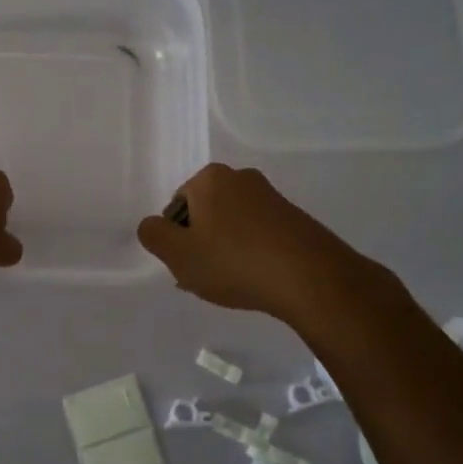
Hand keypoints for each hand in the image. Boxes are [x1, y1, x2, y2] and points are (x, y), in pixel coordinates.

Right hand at [136, 163, 384, 324]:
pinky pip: (259, 234)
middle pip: (206, 213)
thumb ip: (153, 235)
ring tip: (231, 285)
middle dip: (201, 243)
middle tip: (205, 278)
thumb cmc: (235, 262)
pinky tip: (256, 280)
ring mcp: (271, 197)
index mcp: (210, 178)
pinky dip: (252, 254)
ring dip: (226, 250)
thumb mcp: (179, 254)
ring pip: (232, 225)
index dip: (176, 239)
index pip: (177, 206)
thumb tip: (151, 225)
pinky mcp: (294, 218)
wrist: (310, 277)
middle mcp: (241, 178)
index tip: (186, 266)